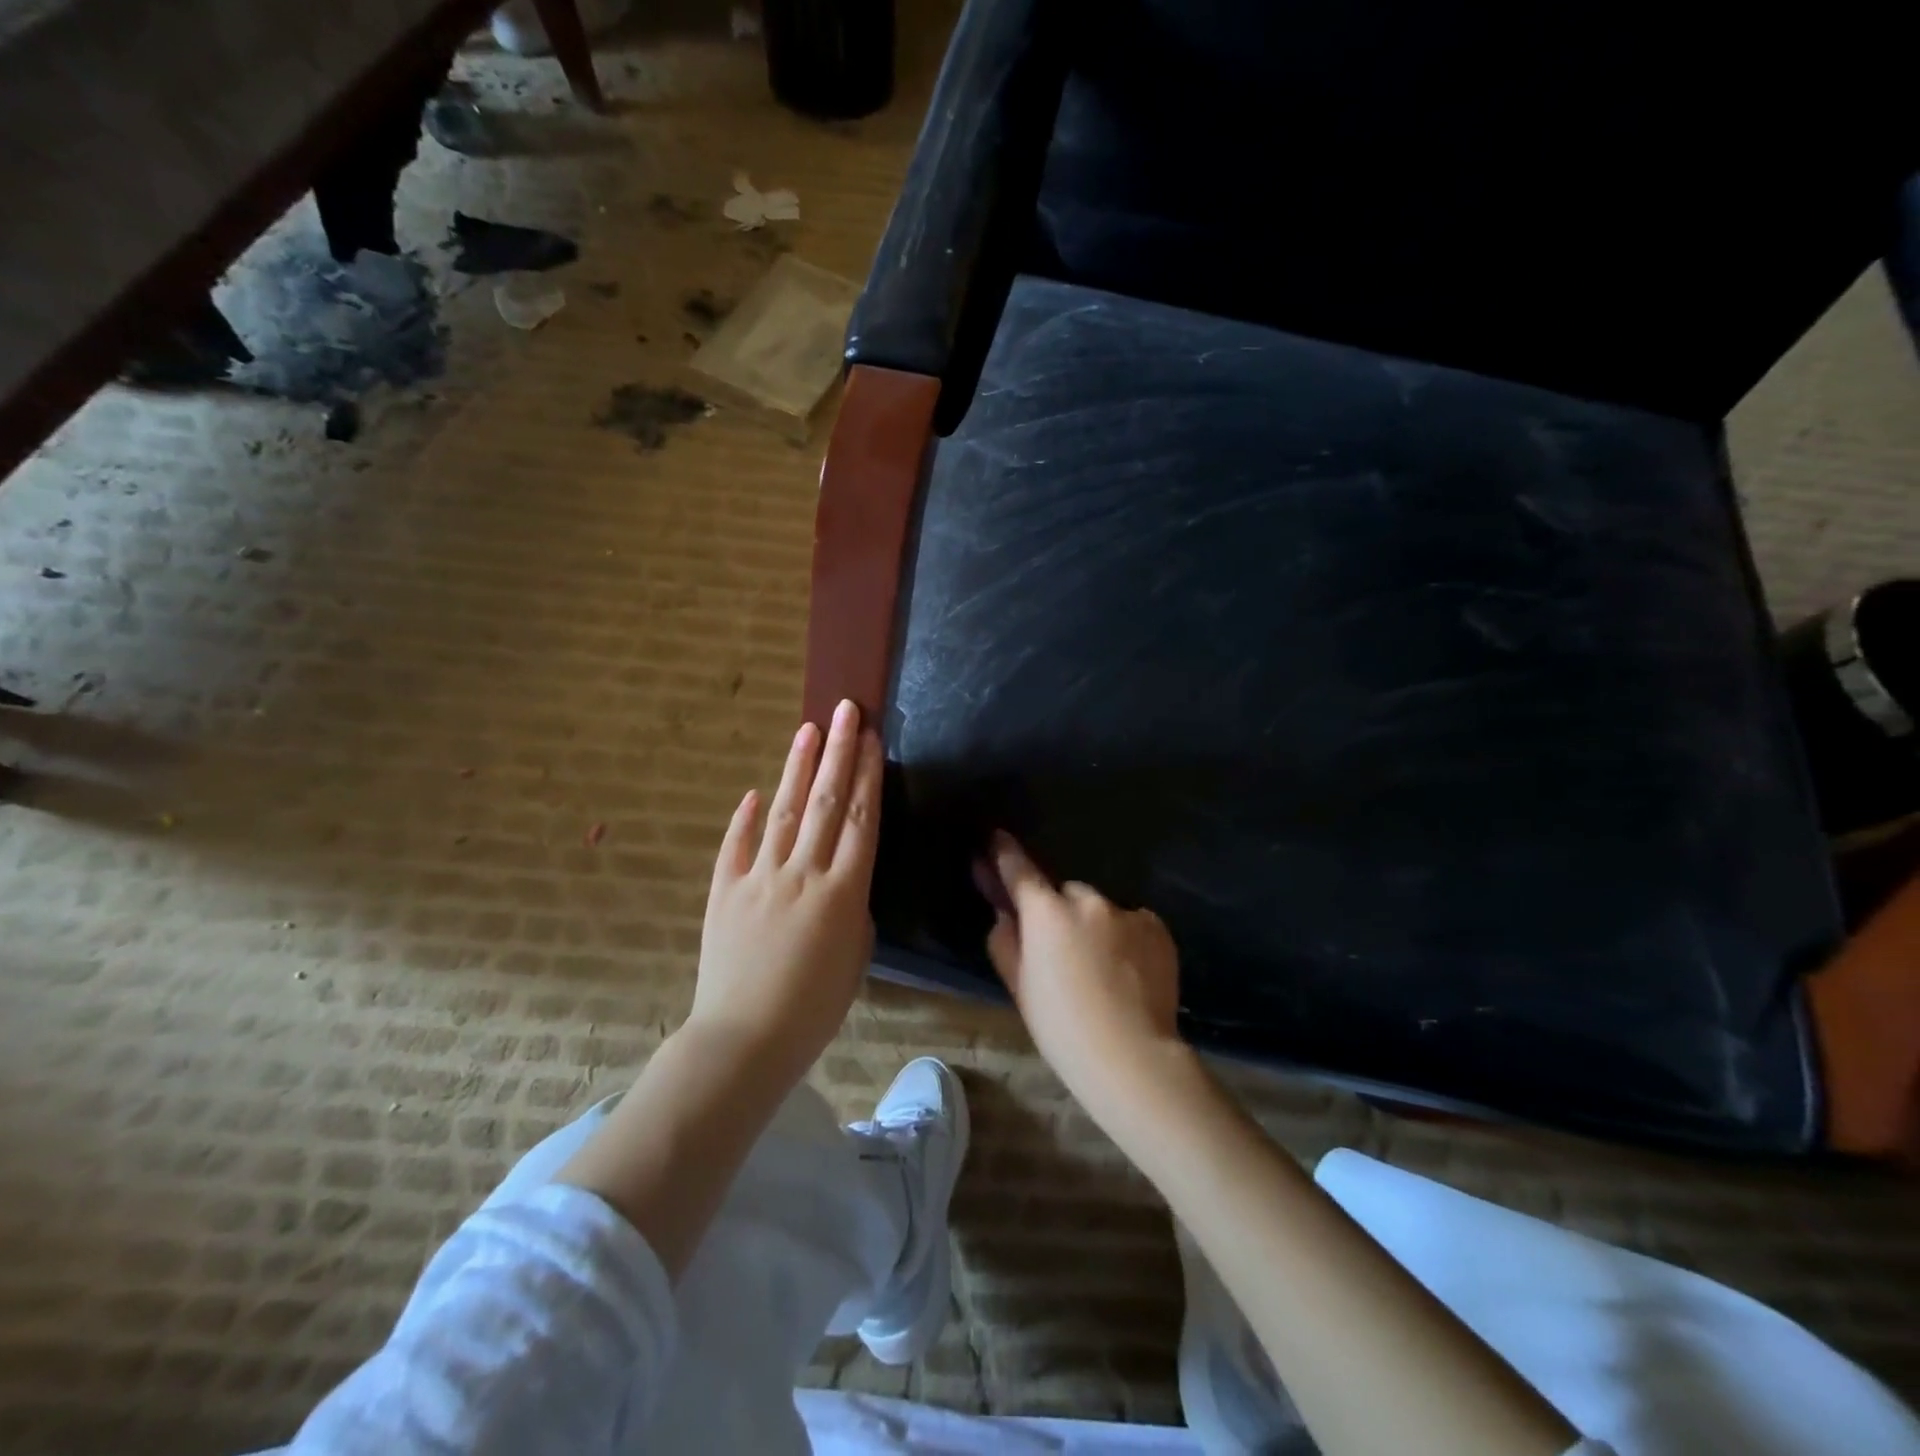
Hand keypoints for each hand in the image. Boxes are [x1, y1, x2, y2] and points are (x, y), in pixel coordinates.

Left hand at [687, 699, 882, 1082]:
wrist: (744, 1040)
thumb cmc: (814, 1009)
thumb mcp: (856, 959)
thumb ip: (854, 910)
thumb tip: (842, 882)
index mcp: (844, 891)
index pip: (860, 819)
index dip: (867, 775)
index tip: (871, 739)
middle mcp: (803, 873)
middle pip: (825, 802)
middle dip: (838, 753)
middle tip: (846, 711)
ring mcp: (760, 878)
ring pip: (783, 812)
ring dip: (797, 768)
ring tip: (808, 730)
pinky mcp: (724, 891)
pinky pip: (736, 846)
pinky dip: (746, 818)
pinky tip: (756, 792)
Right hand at [982, 833, 1187, 1121]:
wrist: (1132, 1055)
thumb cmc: (1062, 1027)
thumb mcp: (1019, 987)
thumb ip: (1006, 942)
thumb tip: (1006, 915)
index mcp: (1046, 912)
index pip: (1020, 870)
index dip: (1005, 853)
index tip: (998, 836)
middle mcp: (1087, 899)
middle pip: (1066, 893)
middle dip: (1060, 910)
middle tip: (1063, 949)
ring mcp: (1126, 911)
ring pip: (1101, 908)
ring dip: (1096, 925)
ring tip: (1102, 968)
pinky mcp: (1156, 927)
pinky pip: (1131, 923)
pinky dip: (1125, 938)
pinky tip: (1128, 972)